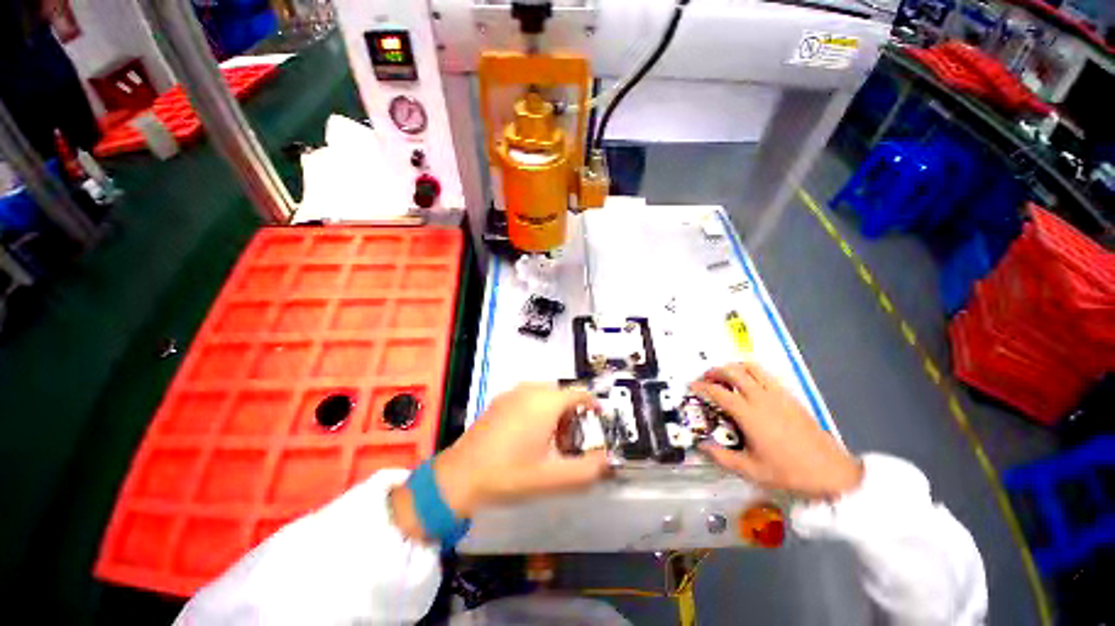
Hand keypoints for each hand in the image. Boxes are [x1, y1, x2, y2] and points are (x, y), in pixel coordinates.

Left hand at [391, 383, 608, 538]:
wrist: (459, 476)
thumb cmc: (509, 475)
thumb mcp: (552, 477)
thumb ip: (587, 470)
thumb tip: (607, 461)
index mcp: (545, 402)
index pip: (578, 393)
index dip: (592, 404)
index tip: (598, 419)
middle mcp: (529, 391)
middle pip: (562, 395)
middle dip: (572, 415)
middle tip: (570, 442)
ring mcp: (511, 394)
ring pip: (544, 395)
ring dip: (555, 413)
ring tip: (550, 442)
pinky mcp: (499, 401)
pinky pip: (528, 398)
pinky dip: (537, 410)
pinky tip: (528, 436)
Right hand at [690, 362, 862, 499]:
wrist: (831, 472)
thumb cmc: (789, 472)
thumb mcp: (751, 470)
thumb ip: (722, 457)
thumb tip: (702, 447)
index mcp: (749, 414)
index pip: (718, 392)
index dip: (702, 386)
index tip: (693, 386)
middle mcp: (762, 398)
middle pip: (733, 371)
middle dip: (715, 371)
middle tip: (706, 379)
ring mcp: (778, 395)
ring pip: (751, 367)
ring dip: (734, 367)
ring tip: (726, 376)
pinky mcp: (791, 396)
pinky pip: (767, 375)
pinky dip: (752, 372)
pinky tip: (750, 384)